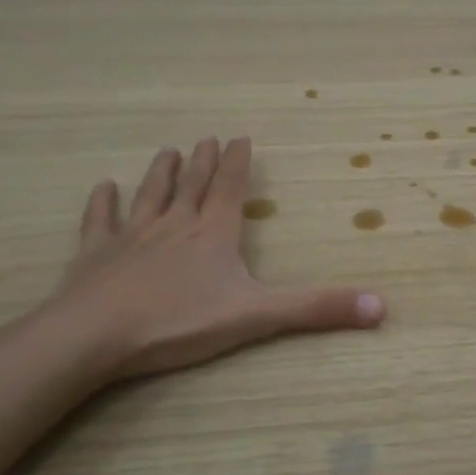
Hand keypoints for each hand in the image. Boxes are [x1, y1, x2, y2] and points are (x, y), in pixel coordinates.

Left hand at [53, 135, 384, 378]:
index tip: (240, 138)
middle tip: (205, 138)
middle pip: (191, 186)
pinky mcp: (94, 255)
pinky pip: (99, 221)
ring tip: (166, 150)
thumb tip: (381, 306)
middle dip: (202, 162)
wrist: (94, 336)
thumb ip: (317, 309)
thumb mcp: (257, 316)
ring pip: (149, 196)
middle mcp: (174, 226)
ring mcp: (130, 237)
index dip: (238, 164)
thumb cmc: (179, 322)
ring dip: (160, 173)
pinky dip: (101, 203)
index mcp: (213, 235)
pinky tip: (102, 187)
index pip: (229, 189)